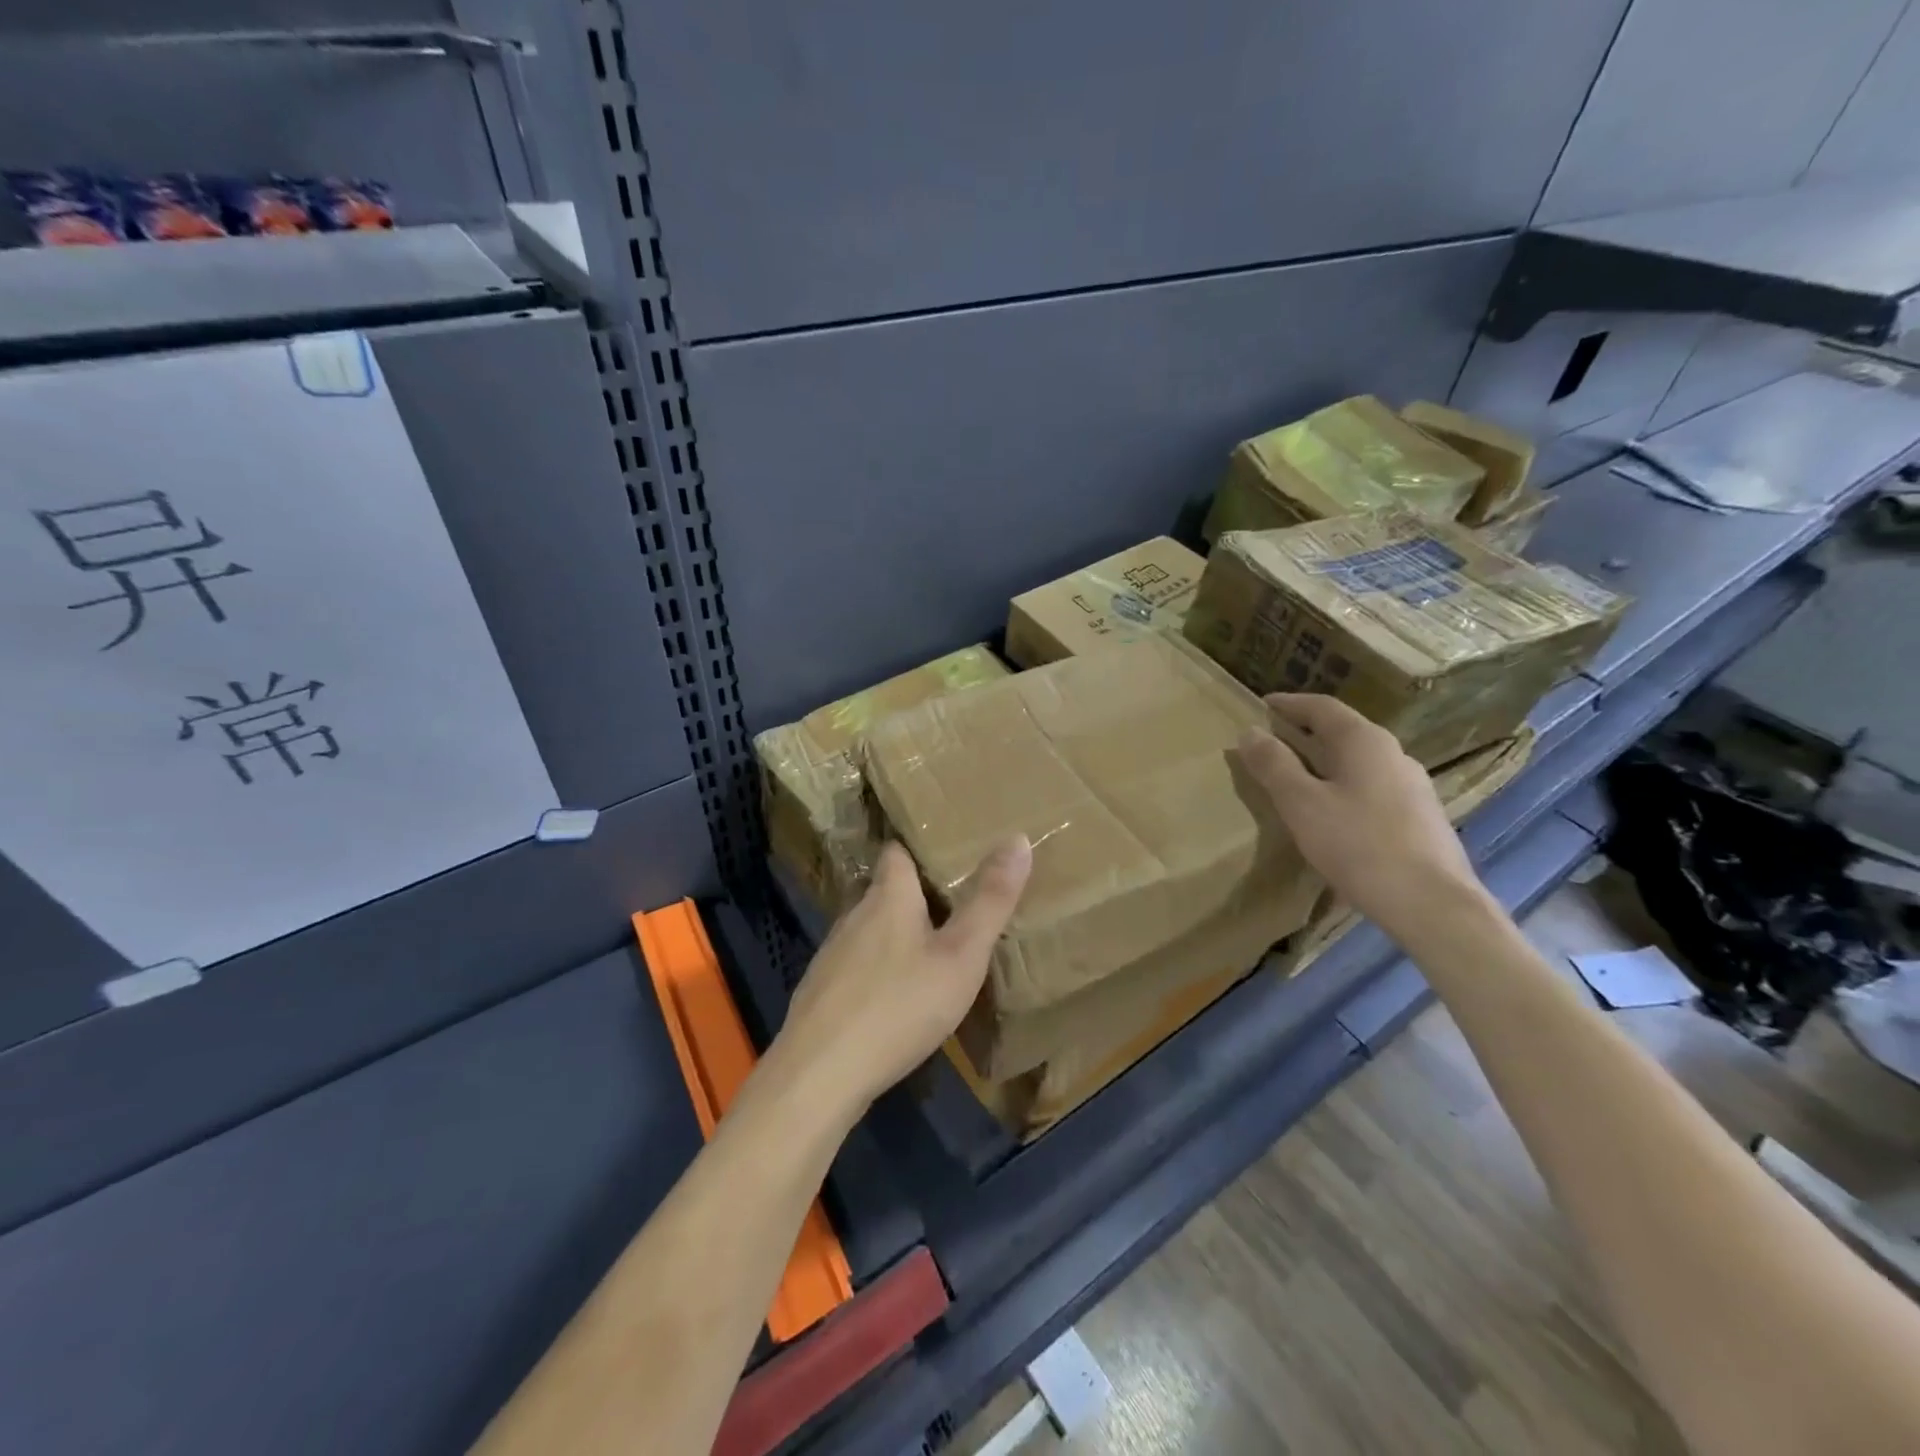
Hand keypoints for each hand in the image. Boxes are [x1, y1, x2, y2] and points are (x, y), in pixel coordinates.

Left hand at [772, 835, 1032, 1115]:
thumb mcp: (961, 955)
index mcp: (888, 897)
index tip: (946, 850)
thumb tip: (1017, 838)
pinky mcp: (822, 992)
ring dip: (896, 933)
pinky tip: (896, 995)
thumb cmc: (899, 1005)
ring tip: (930, 946)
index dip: (918, 847)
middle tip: (953, 901)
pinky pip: (857, 966)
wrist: (820, 1074)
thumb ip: (990, 901)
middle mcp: (855, 915)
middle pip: (885, 891)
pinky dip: (878, 968)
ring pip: (870, 930)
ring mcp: (833, 955)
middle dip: (915, 893)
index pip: (897, 852)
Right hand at [1235, 693, 1490, 943]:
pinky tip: (1331, 811)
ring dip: (1325, 761)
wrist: (1431, 904)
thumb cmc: (1358, 845)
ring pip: (1358, 761)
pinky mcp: (1419, 817)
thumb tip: (1250, 732)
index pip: (1322, 707)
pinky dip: (1343, 785)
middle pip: (1343, 731)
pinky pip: (1371, 787)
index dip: (1289, 704)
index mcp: (1364, 742)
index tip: (1262, 704)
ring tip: (1297, 775)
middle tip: (1274, 737)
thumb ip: (1274, 765)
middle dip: (1306, 731)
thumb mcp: (1301, 804)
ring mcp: (1412, 786)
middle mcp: (1393, 754)